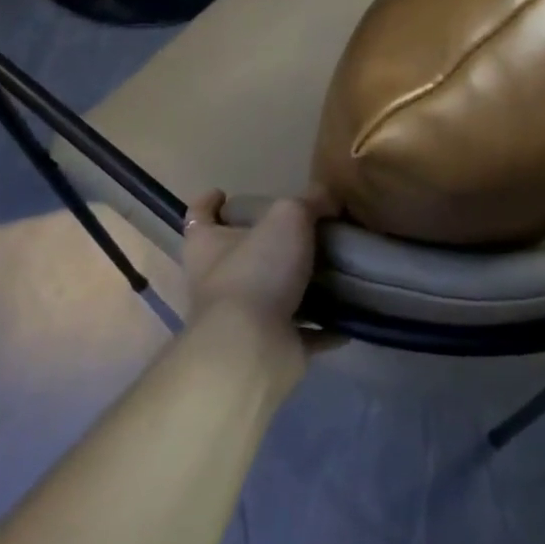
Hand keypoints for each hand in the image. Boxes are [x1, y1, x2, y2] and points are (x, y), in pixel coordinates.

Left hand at [180, 187, 336, 337]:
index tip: (223, 194)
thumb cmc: (257, 271)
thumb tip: (327, 196)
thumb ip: (309, 202)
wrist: (252, 349)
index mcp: (207, 245)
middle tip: (298, 231)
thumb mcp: (288, 218)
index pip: (199, 216)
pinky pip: (298, 333)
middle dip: (262, 245)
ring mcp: (239, 319)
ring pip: (269, 295)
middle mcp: (216, 281)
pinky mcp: (266, 347)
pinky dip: (320, 328)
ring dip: (295, 287)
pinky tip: (346, 318)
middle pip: (236, 255)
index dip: (208, 203)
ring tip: (330, 270)